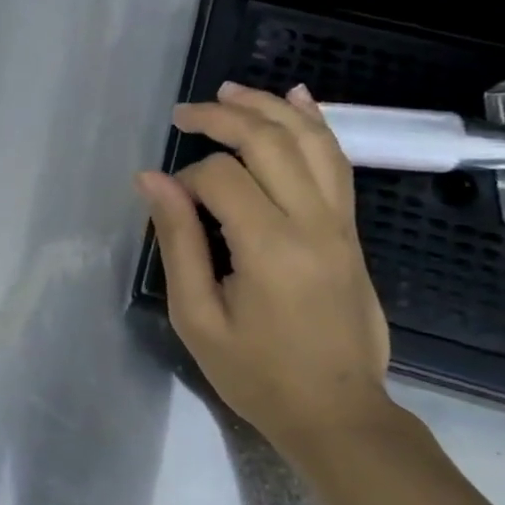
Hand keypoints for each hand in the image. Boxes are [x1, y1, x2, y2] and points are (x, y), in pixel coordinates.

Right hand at [137, 82, 396, 463]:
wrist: (338, 413)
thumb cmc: (257, 375)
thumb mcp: (198, 318)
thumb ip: (178, 243)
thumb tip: (152, 180)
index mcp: (270, 248)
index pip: (222, 177)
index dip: (186, 178)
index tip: (168, 201)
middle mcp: (313, 222)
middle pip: (270, 141)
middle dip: (222, 117)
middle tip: (184, 112)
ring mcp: (341, 223)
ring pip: (310, 140)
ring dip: (269, 107)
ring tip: (230, 91)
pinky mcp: (352, 230)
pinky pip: (338, 161)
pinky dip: (316, 124)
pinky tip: (296, 100)